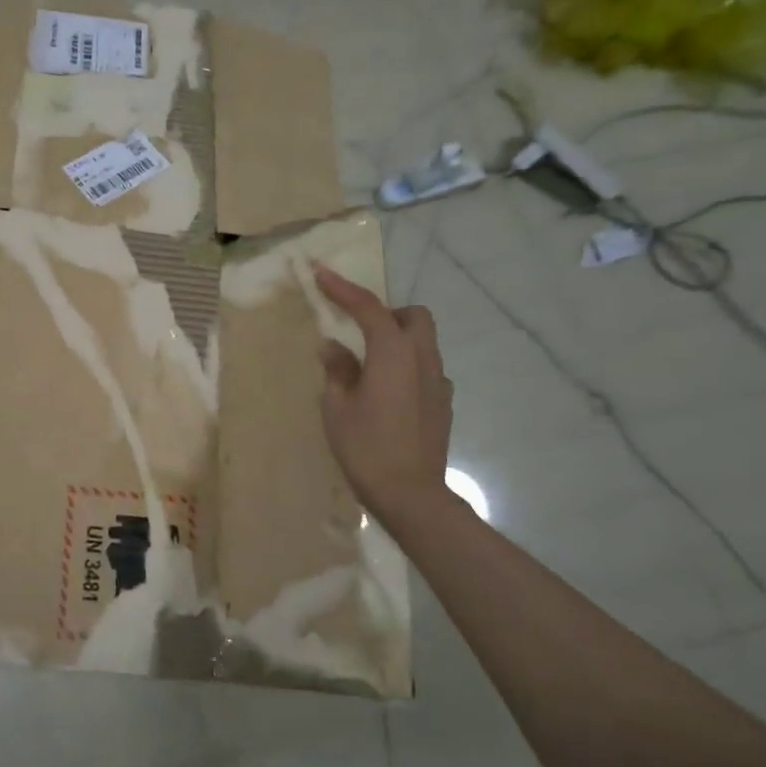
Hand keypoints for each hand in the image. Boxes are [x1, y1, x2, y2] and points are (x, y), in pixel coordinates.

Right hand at [314, 264, 455, 530]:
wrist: (411, 494)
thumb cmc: (366, 447)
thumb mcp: (337, 407)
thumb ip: (337, 369)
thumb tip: (334, 347)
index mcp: (393, 354)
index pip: (368, 308)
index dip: (343, 288)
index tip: (321, 272)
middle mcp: (422, 359)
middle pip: (413, 317)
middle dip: (386, 313)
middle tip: (358, 331)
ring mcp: (439, 382)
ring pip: (424, 342)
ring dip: (397, 339)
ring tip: (368, 366)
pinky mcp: (444, 403)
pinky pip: (426, 369)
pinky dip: (406, 367)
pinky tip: (388, 394)